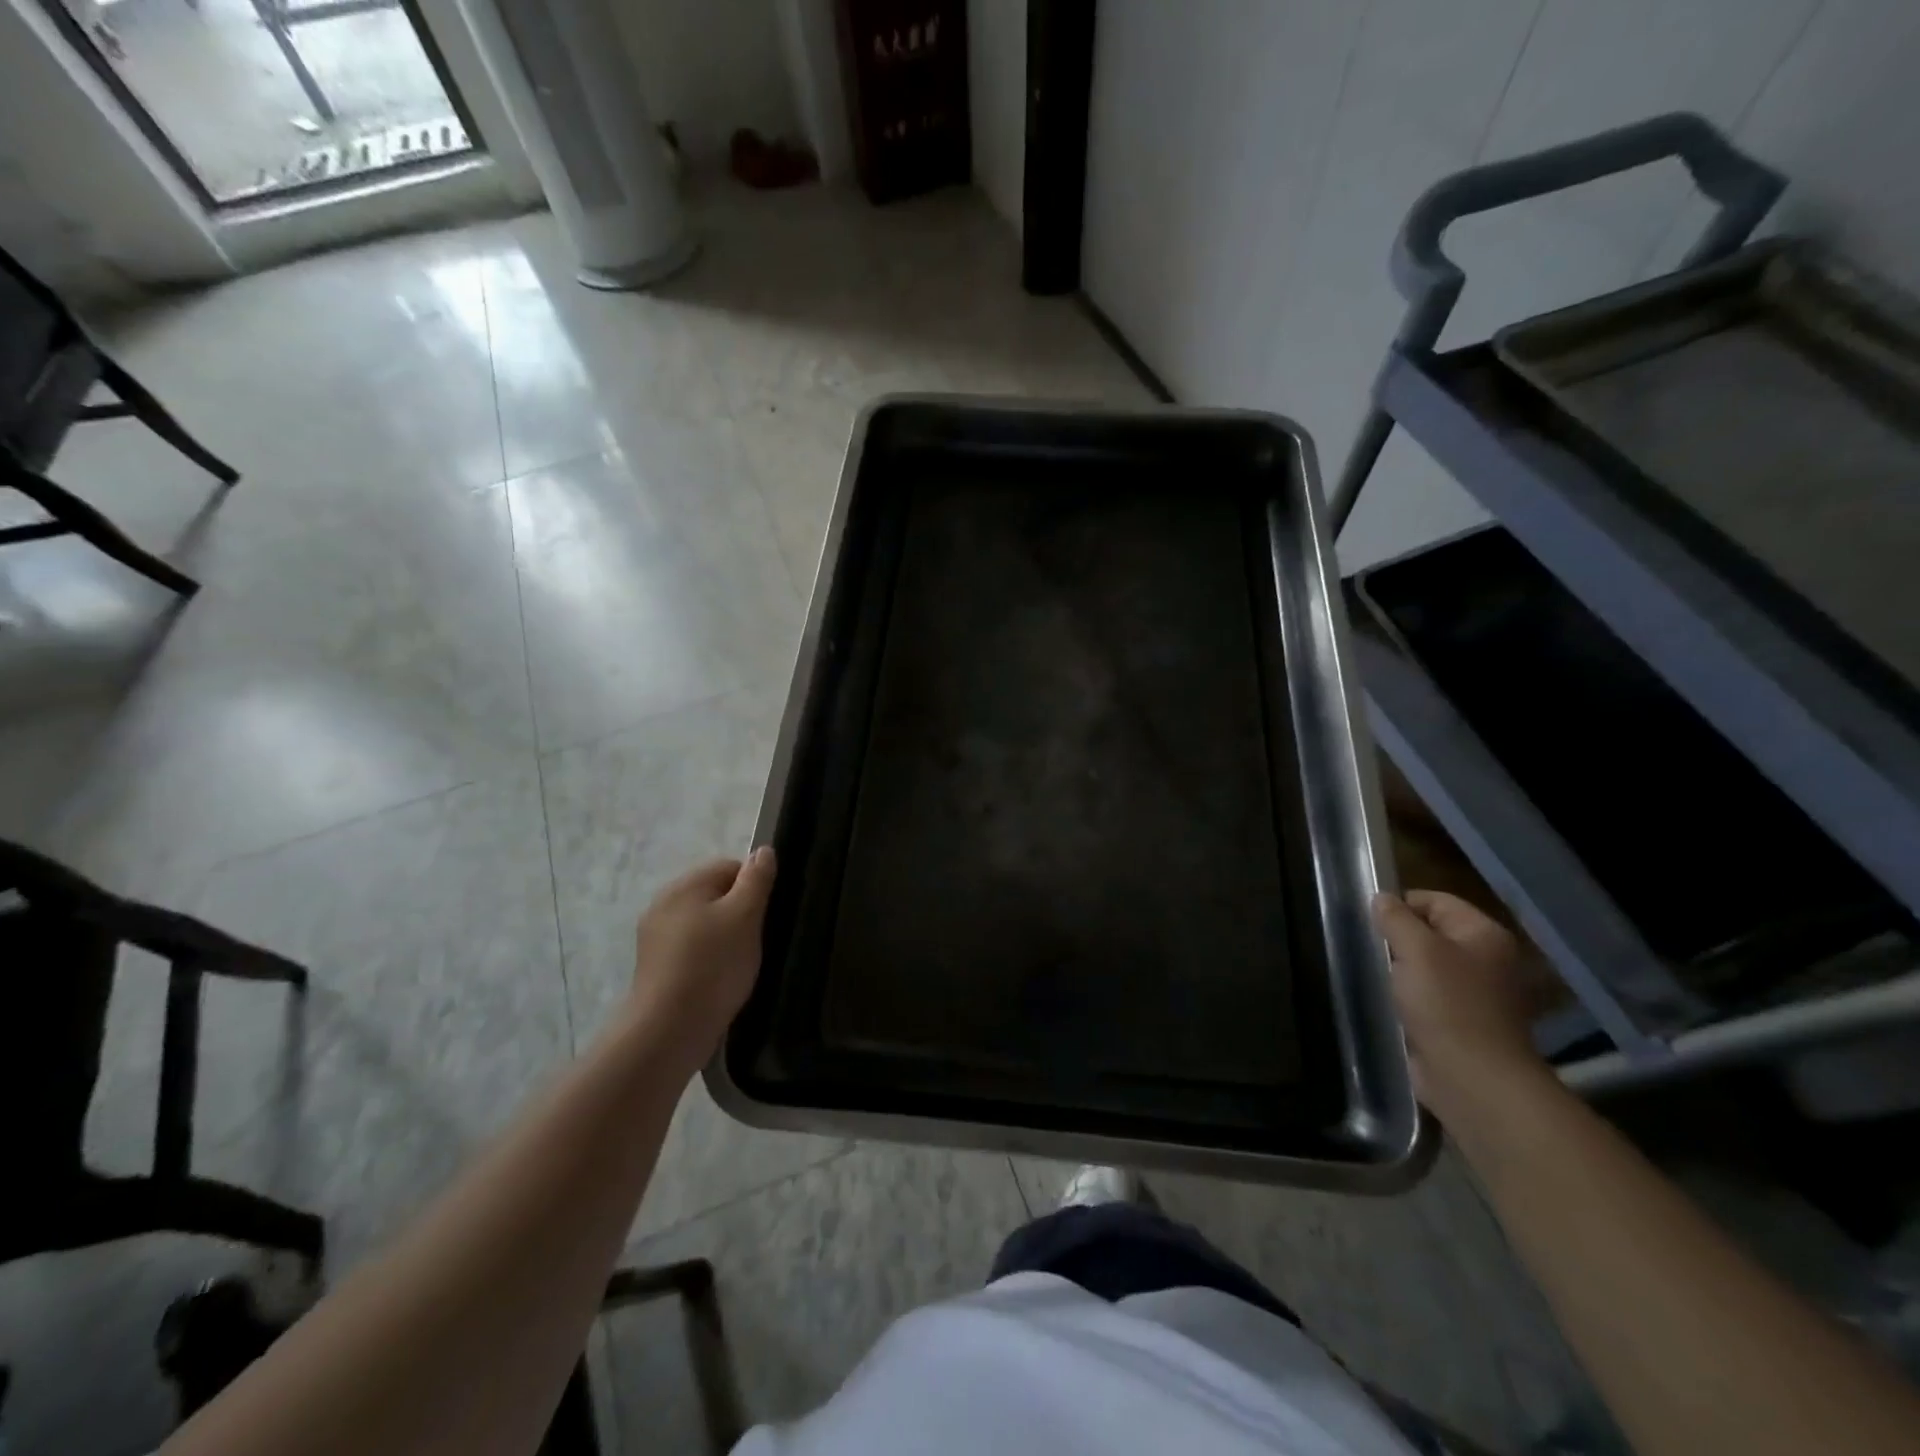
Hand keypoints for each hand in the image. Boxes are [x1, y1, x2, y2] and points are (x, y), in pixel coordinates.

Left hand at [625, 849, 776, 1075]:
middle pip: (715, 895)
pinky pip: (691, 950)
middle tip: (755, 940)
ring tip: (739, 964)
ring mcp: (655, 938)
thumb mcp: (745, 916)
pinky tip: (719, 980)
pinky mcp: (655, 968)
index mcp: (683, 886)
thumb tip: (763, 850)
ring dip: (724, 937)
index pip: (729, 867)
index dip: (754, 887)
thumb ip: (756, 880)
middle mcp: (663, 904)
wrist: (669, 1031)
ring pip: (704, 924)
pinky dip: (708, 959)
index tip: (766, 915)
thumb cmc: (713, 966)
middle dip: (739, 913)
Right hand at [1373, 890, 1554, 1122]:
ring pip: (1425, 965)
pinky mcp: (1461, 1021)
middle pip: (1430, 932)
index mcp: (1484, 934)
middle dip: (1397, 939)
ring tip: (1375, 976)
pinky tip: (1388, 1001)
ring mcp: (1476, 993)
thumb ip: (1395, 918)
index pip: (1434, 900)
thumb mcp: (1415, 949)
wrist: (1473, 1079)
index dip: (1400, 905)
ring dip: (1399, 969)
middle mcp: (1487, 959)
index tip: (1369, 922)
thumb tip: (1381, 898)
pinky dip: (1407, 995)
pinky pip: (1426, 995)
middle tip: (1370, 950)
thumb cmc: (1447, 1005)